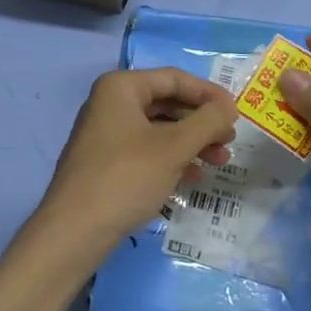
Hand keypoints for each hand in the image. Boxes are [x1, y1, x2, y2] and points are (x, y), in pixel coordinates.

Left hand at [29, 68, 237, 261]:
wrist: (74, 231)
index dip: (208, 94)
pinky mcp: (106, 163)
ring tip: (220, 161)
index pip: (174, 78)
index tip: (236, 113)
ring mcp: (106, 135)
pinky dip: (172, 160)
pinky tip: (194, 178)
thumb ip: (207, 122)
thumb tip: (229, 107)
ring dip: (192, 143)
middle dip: (201, 122)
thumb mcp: (174, 147)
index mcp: (120, 88)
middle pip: (167, 103)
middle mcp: (110, 104)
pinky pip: (147, 151)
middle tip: (230, 140)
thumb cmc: (126, 177)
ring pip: (159, 130)